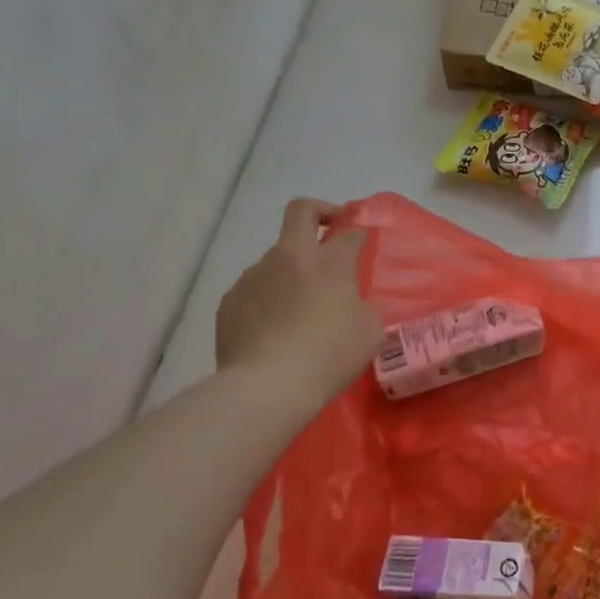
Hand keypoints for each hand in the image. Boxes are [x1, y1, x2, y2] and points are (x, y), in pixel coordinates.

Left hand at [215, 199, 382, 395]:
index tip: (363, 243)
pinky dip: (266, 301)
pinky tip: (273, 331)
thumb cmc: (329, 355)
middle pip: (301, 212)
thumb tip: (351, 302)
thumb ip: (363, 306)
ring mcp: (253, 276)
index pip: (349, 232)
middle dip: (319, 212)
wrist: (267, 386)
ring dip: (290, 272)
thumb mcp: (369, 331)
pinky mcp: (229, 302)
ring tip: (298, 309)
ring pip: (275, 259)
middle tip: (329, 230)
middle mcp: (288, 257)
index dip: (359, 233)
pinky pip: (254, 291)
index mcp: (329, 261)